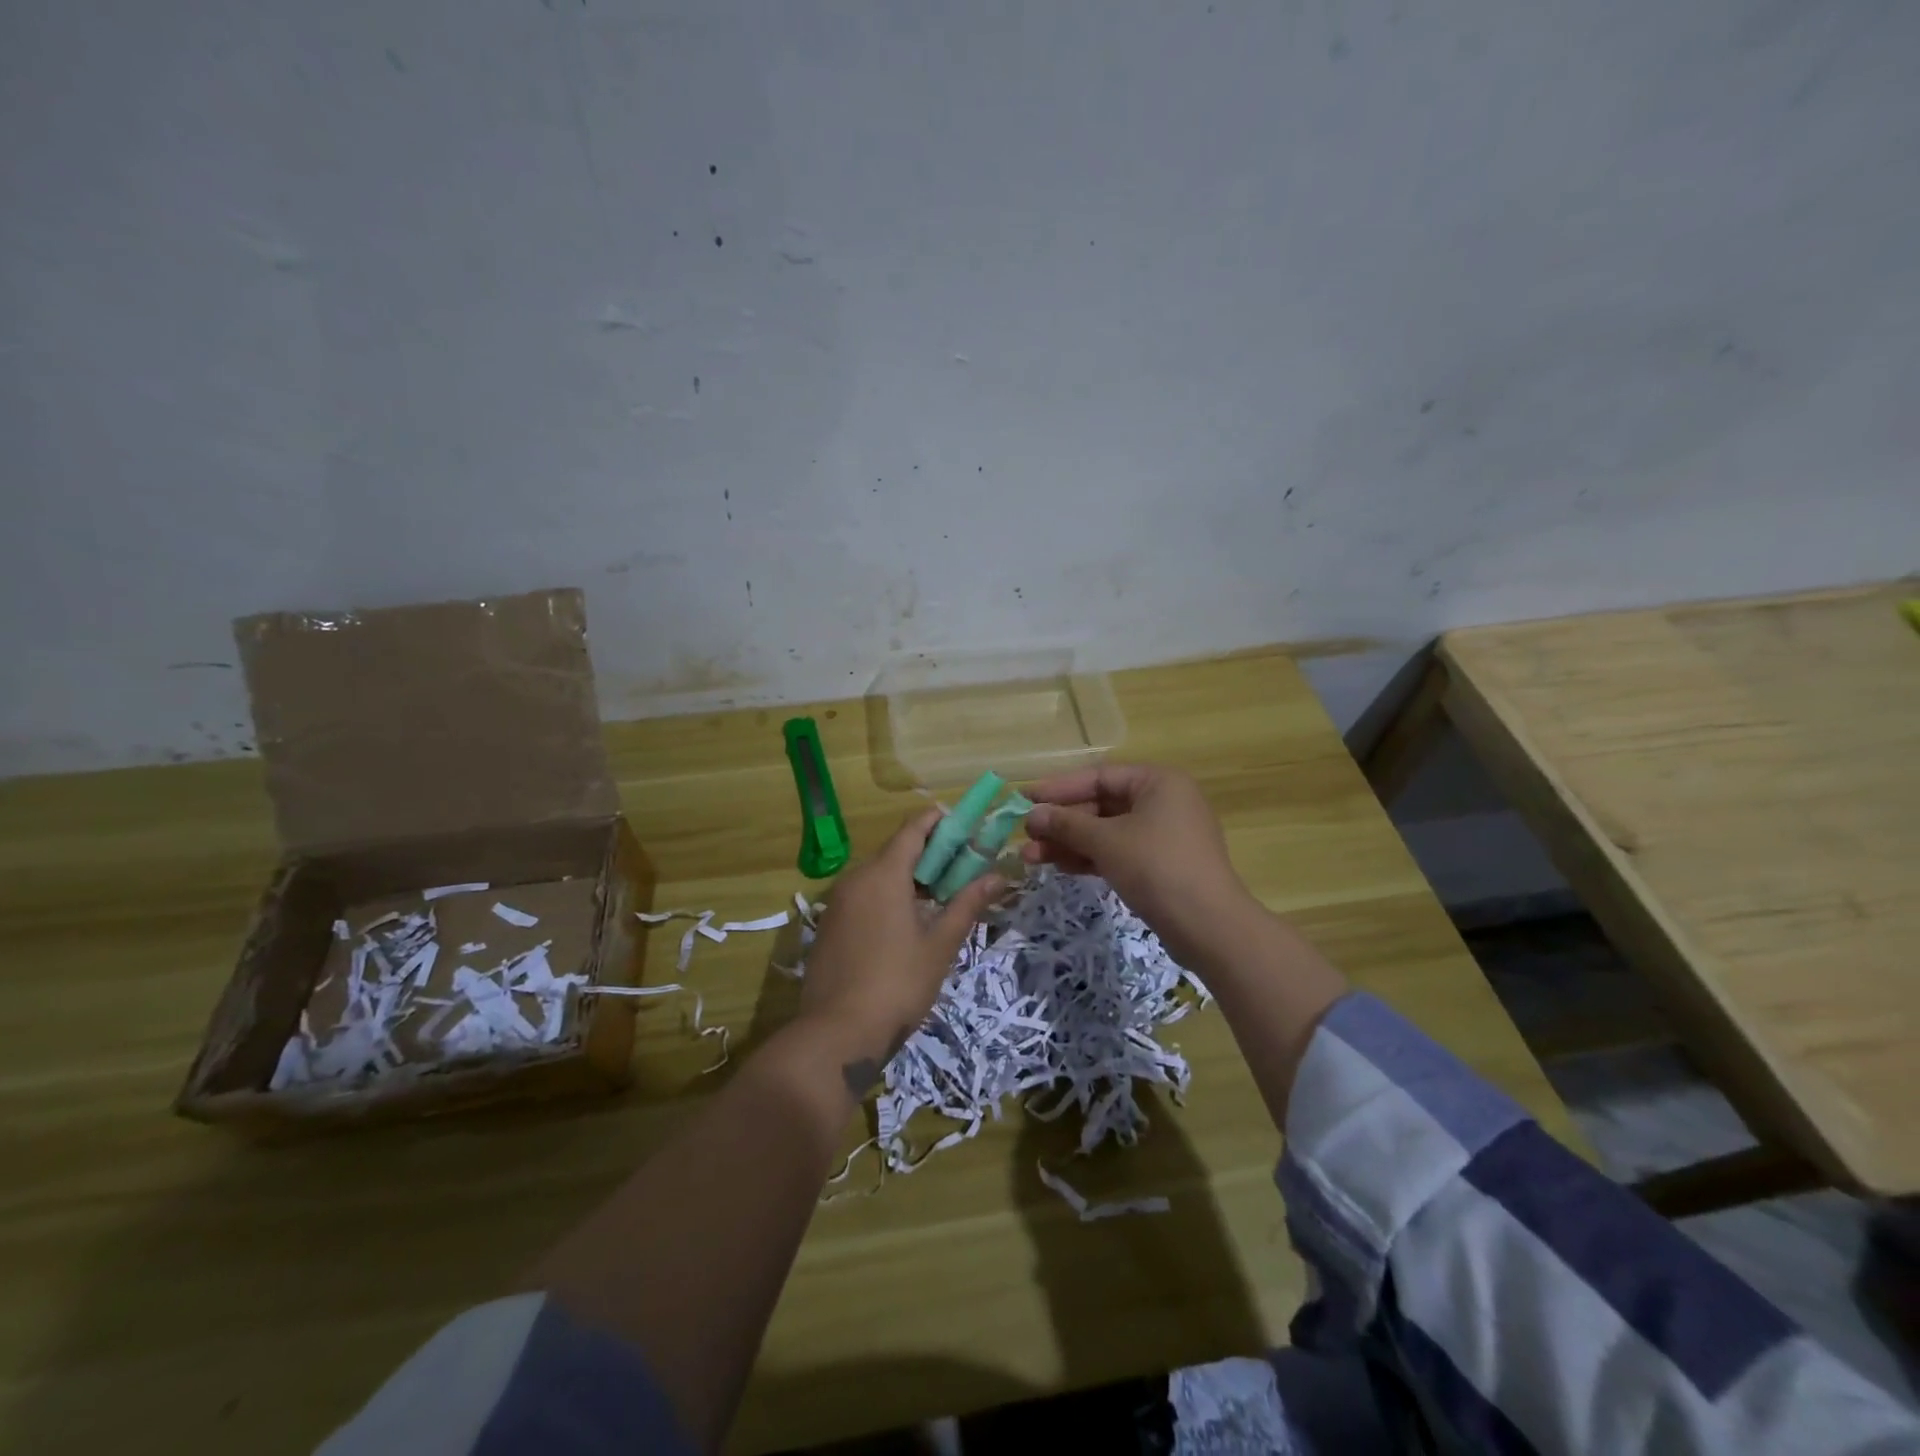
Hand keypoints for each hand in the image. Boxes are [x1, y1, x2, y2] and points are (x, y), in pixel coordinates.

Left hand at [798, 808, 1002, 1096]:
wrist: (836, 1034)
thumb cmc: (898, 984)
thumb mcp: (940, 944)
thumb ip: (967, 904)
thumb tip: (998, 876)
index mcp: (883, 874)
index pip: (913, 829)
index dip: (940, 822)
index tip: (966, 825)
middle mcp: (855, 878)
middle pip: (895, 851)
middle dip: (929, 854)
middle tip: (962, 868)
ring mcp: (837, 903)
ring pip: (877, 876)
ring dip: (908, 878)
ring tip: (939, 897)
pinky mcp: (828, 927)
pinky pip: (862, 897)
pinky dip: (886, 897)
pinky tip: (905, 924)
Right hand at [1021, 763, 1254, 969]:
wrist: (1208, 927)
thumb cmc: (1157, 867)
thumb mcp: (1106, 841)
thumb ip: (1066, 823)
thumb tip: (1032, 814)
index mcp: (1158, 782)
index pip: (1099, 776)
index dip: (1059, 788)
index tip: (1024, 798)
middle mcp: (1163, 802)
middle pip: (1101, 805)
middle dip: (1062, 822)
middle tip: (1026, 835)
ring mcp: (1163, 835)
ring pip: (1106, 832)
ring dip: (1069, 843)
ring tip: (1031, 858)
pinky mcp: (1160, 865)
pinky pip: (1118, 852)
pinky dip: (1090, 858)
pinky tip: (1060, 867)